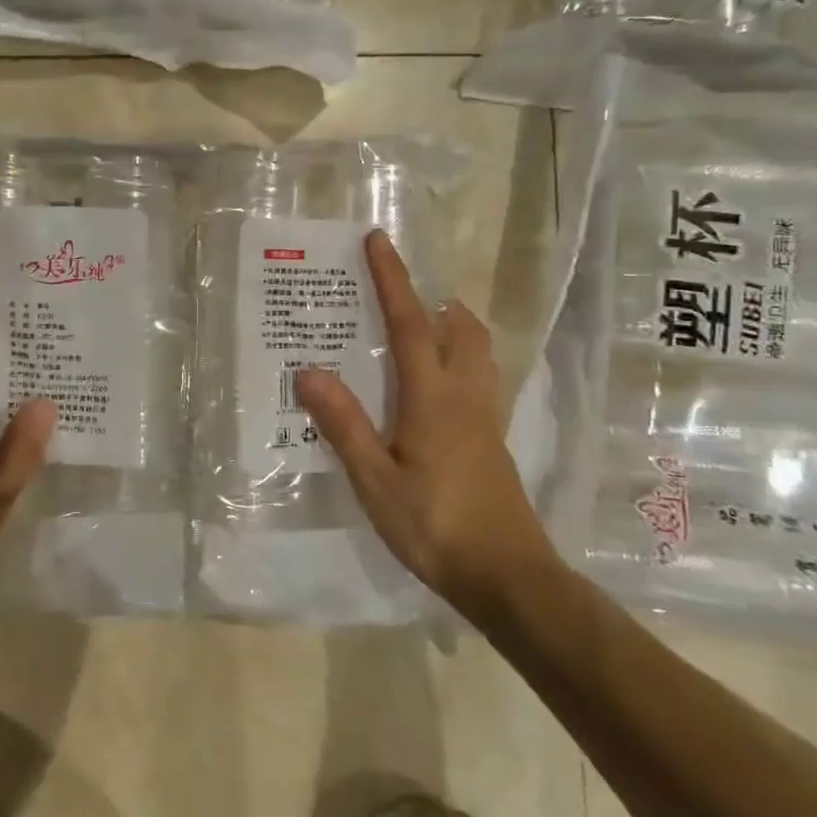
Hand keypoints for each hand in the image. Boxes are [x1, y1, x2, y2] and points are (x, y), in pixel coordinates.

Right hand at [294, 230, 559, 623]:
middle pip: (459, 327)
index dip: (392, 278)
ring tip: (419, 326)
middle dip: (431, 298)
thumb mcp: (375, 479)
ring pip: (477, 350)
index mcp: (433, 396)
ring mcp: (485, 417)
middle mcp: (465, 395)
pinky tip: (435, 385)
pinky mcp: (492, 440)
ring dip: (451, 325)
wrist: (509, 577)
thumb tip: (307, 370)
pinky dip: (458, 357)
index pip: (409, 322)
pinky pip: (478, 377)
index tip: (378, 240)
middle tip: (398, 291)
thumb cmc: (435, 526)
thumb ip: (343, 424)